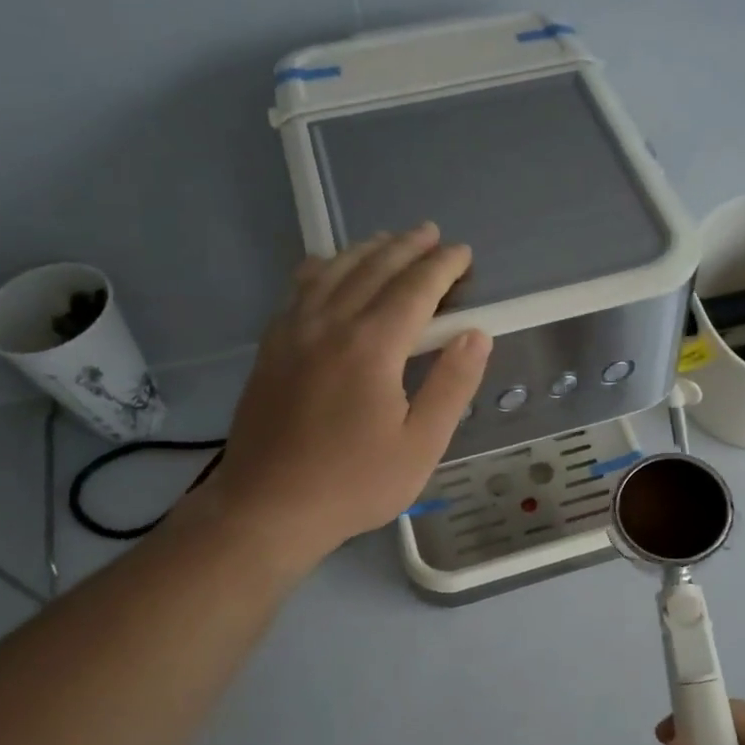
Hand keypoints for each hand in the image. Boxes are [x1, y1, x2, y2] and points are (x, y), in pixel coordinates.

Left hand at [201, 222, 490, 565]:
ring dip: (365, 250)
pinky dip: (323, 268)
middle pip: (373, 268)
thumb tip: (476, 335)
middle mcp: (330, 324)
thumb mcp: (421, 445)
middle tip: (433, 236)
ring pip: (332, 271)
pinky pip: (299, 289)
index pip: (415, 288)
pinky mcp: (271, 347)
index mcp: (371, 346)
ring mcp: (293, 332)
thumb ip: (452, 385)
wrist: (268, 508)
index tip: (464, 254)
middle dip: (407, 247)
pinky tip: (329, 270)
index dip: (443, 267)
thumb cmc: (354, 484)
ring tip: (388, 241)